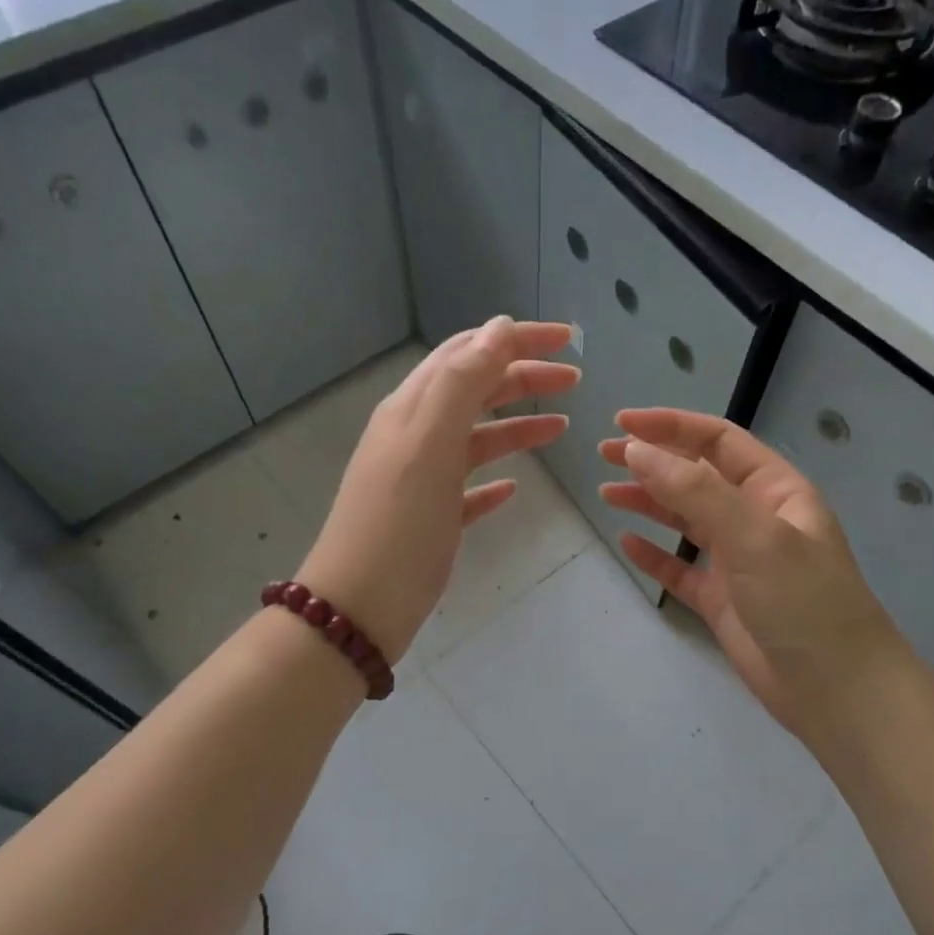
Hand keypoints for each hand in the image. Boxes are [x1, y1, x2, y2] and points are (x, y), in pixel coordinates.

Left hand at [297, 318, 579, 662]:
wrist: (360, 606)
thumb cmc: (399, 523)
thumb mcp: (430, 442)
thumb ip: (463, 382)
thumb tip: (497, 328)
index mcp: (413, 409)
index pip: (468, 353)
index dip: (515, 338)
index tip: (567, 340)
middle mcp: (416, 436)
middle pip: (475, 391)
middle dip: (523, 377)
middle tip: (573, 381)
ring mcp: (422, 479)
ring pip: (476, 438)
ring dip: (517, 426)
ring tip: (561, 428)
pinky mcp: (431, 519)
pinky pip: (468, 488)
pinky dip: (494, 480)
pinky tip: (514, 487)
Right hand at [599, 408, 899, 746]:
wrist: (835, 689)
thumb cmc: (802, 601)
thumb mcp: (753, 535)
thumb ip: (694, 490)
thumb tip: (638, 450)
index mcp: (775, 490)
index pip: (717, 441)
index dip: (670, 426)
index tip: (623, 423)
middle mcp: (755, 518)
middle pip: (696, 476)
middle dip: (653, 461)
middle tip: (605, 454)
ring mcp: (738, 560)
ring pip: (685, 520)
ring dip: (648, 502)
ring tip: (607, 493)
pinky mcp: (722, 600)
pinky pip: (681, 568)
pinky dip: (655, 554)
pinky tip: (628, 544)